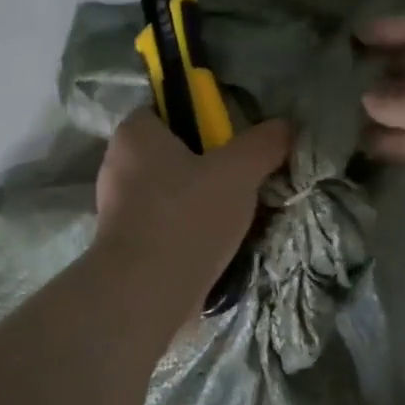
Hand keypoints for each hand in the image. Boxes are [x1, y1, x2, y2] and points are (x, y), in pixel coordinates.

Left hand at [95, 110, 292, 325]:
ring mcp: (118, 209)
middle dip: (209, 166)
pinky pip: (165, 226)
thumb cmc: (187, 217)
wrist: (146, 294)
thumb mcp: (238, 172)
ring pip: (172, 193)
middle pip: (173, 154)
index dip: (202, 120)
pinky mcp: (126, 245)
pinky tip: (216, 245)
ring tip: (236, 218)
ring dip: (201, 203)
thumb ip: (264, 144)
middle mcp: (118, 165)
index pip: (167, 110)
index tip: (233, 142)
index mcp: (134, 135)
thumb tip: (286, 126)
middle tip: (243, 181)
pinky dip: (189, 231)